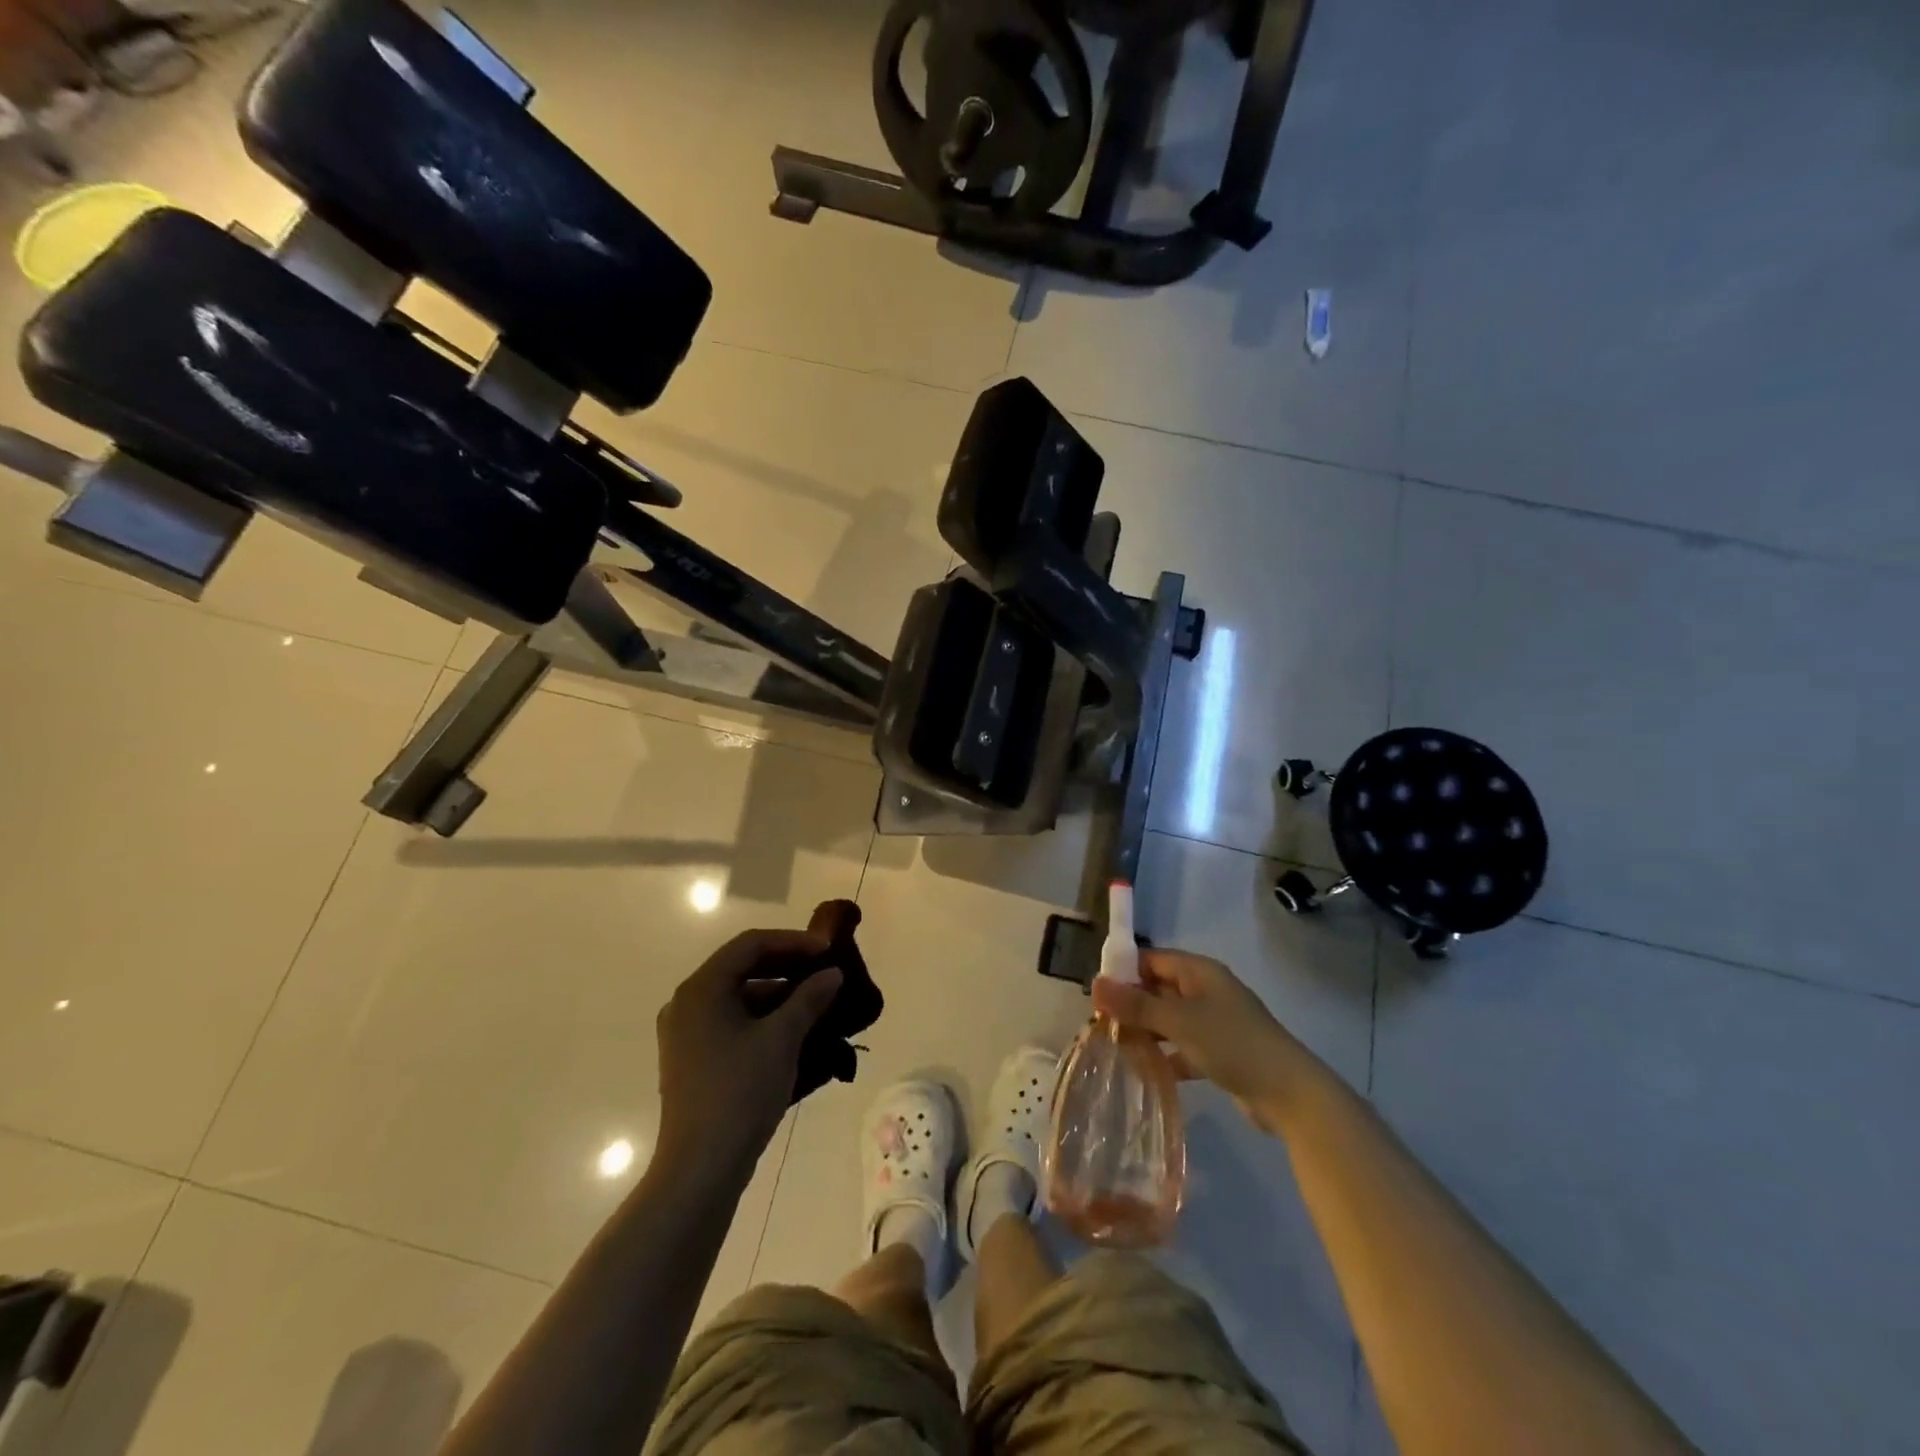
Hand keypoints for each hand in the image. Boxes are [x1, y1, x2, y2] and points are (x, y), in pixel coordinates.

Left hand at [655, 925, 842, 1188]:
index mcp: (701, 989)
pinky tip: (797, 1033)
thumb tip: (832, 973)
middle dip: (787, 968)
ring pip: (740, 998)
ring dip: (780, 996)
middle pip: (742, 968)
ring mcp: (687, 1034)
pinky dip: (764, 1021)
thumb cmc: (740, 1092)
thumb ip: (809, 998)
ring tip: (819, 1005)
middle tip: (825, 973)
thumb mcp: (782, 1039)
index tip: (827, 950)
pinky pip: (733, 1023)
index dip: (793, 942)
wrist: (700, 1169)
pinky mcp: (693, 1060)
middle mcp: (687, 1004)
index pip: (750, 944)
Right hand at [1091, 949, 1318, 1130]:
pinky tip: (1144, 1072)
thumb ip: (1136, 1004)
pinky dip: (1165, 1056)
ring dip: (1145, 1031)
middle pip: (1158, 989)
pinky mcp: (1219, 1052)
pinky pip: (1182, 1046)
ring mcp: (1214, 1022)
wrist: (1290, 1093)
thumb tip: (1094, 983)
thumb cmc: (1232, 1043)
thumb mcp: (1179, 1021)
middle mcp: (1206, 991)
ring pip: (1168, 1019)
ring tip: (1115, 1048)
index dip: (1123, 971)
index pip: (1152, 959)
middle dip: (1130, 1004)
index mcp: (1199, 972)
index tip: (1096, 993)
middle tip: (1099, 1025)